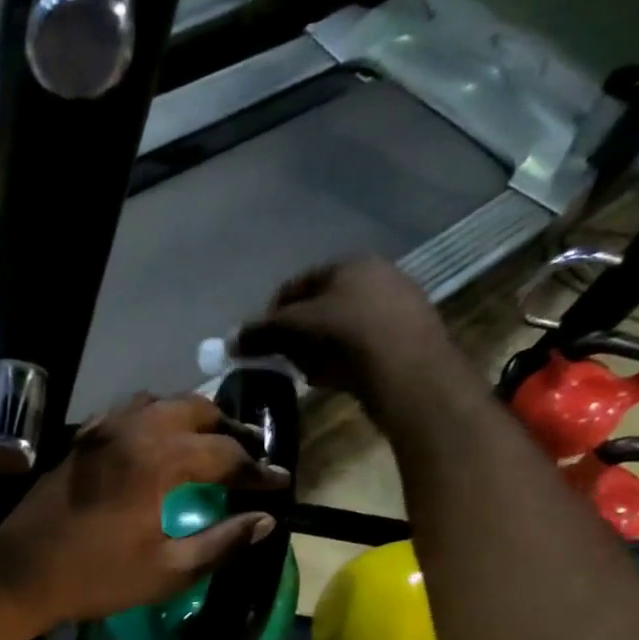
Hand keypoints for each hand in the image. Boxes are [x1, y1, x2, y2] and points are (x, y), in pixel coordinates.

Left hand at [0, 394, 288, 624]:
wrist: (21, 574)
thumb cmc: (96, 578)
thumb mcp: (167, 571)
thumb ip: (221, 543)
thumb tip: (265, 521)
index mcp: (159, 461)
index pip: (225, 454)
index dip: (257, 470)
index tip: (279, 484)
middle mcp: (133, 431)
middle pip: (196, 411)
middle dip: (228, 431)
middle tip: (248, 457)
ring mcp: (102, 431)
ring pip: (160, 403)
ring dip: (190, 418)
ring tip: (208, 444)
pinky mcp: (81, 440)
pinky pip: (126, 412)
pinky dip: (152, 418)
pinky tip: (156, 441)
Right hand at [232, 257, 473, 415]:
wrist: (408, 370)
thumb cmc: (346, 336)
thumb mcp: (294, 329)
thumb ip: (260, 332)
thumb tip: (230, 341)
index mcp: (350, 263)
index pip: (297, 284)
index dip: (273, 313)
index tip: (260, 341)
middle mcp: (378, 274)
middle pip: (321, 305)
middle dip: (298, 332)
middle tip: (284, 358)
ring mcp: (398, 304)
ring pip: (342, 325)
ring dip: (320, 347)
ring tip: (310, 372)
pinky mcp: (409, 335)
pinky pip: (363, 344)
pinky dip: (345, 357)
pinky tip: (338, 377)